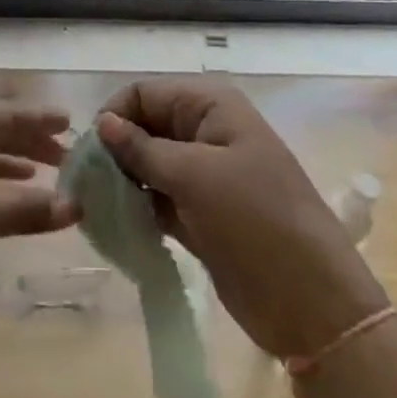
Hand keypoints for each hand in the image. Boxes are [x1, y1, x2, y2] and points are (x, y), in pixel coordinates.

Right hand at [95, 79, 387, 359]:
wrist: (312, 304)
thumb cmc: (255, 221)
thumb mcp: (194, 176)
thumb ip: (141, 149)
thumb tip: (101, 124)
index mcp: (210, 106)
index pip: (143, 93)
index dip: (114, 116)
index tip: (88, 154)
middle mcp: (205, 131)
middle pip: (142, 126)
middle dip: (113, 151)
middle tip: (84, 185)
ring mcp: (204, 174)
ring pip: (147, 165)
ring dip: (121, 182)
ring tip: (95, 207)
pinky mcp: (200, 213)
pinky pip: (157, 198)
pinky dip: (137, 208)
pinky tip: (115, 224)